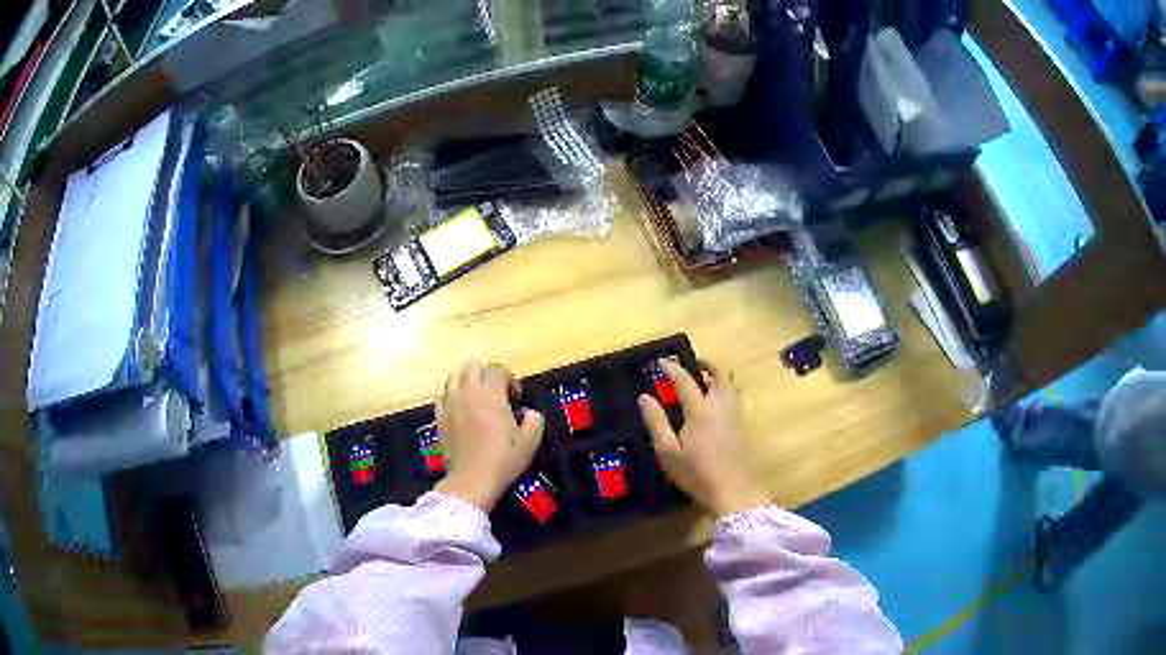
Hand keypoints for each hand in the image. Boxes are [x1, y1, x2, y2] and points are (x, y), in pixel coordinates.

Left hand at [434, 362, 544, 512]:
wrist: (471, 480)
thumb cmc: (503, 460)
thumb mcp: (530, 442)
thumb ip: (534, 420)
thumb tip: (528, 412)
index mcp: (490, 394)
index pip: (498, 370)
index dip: (510, 379)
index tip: (516, 398)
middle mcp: (468, 392)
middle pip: (473, 366)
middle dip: (487, 373)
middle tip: (496, 392)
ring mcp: (450, 403)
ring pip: (454, 375)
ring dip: (467, 380)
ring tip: (476, 396)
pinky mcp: (439, 416)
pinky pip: (442, 393)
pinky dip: (451, 392)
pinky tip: (459, 406)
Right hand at [638, 359, 768, 517]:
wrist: (733, 491)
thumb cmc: (696, 473)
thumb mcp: (668, 451)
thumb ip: (656, 422)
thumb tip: (644, 397)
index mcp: (701, 409)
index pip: (686, 380)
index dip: (673, 368)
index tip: (661, 361)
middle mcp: (721, 405)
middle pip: (719, 373)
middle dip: (705, 364)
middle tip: (691, 364)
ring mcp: (735, 414)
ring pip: (730, 384)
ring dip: (716, 376)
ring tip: (702, 382)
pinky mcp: (741, 425)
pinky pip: (734, 396)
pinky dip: (723, 390)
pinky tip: (713, 404)